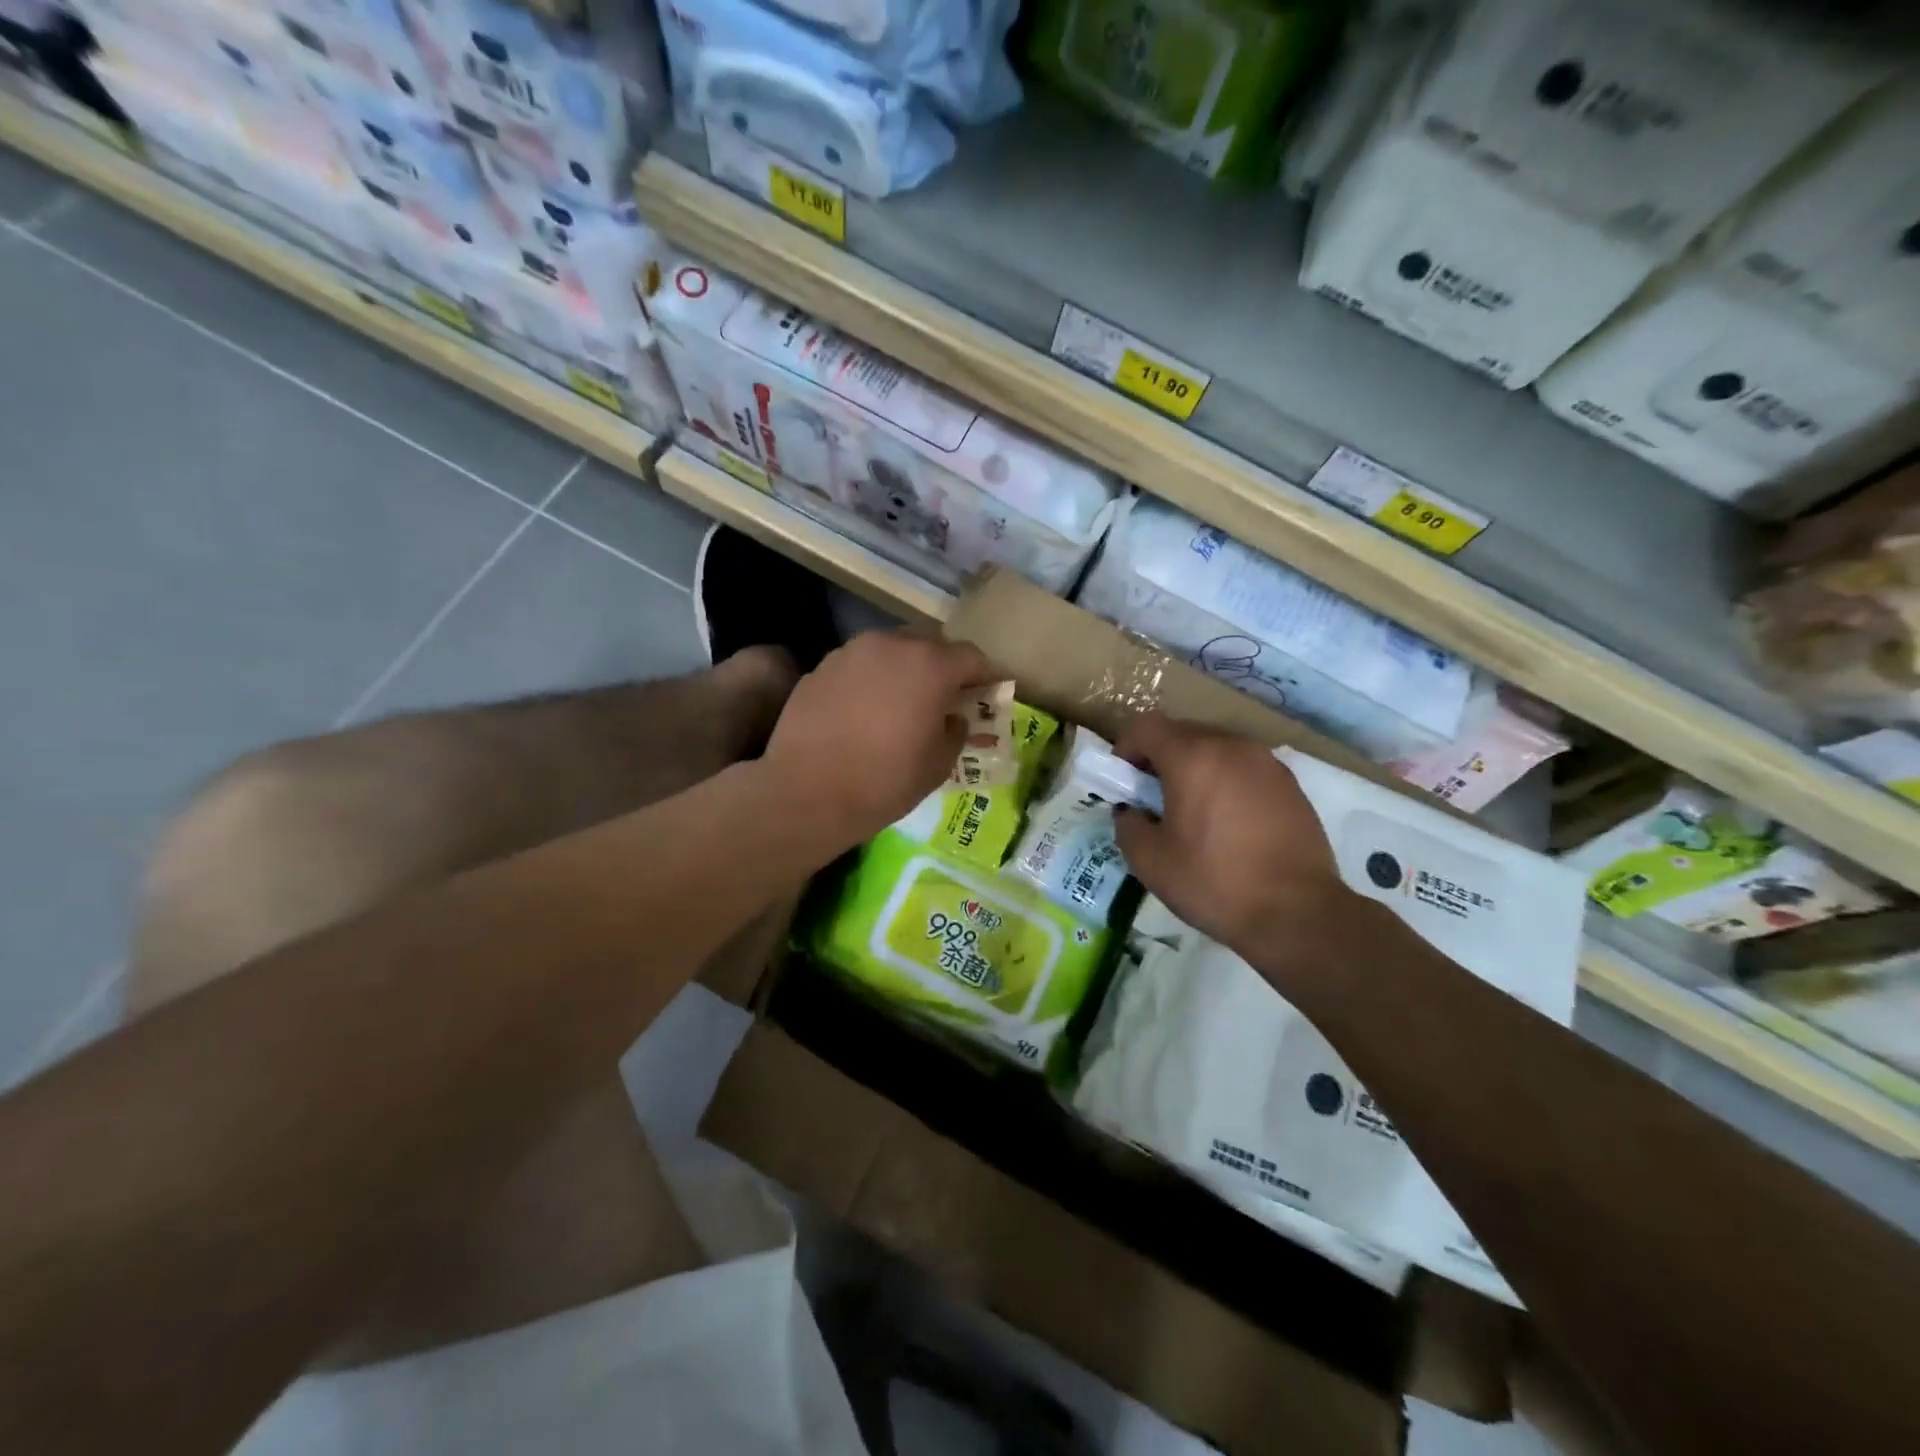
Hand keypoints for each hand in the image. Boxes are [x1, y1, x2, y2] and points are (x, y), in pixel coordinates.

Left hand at [764, 629, 995, 847]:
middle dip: (943, 664)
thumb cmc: (884, 782)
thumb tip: (953, 718)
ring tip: (902, 700)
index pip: (972, 657)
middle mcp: (892, 645)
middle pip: (930, 642)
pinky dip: (871, 679)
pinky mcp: (821, 667)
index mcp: (931, 666)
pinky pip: (859, 665)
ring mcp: (852, 652)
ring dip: (904, 667)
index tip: (986, 695)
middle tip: (944, 695)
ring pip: (891, 648)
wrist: (806, 792)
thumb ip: (955, 732)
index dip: (984, 676)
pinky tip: (865, 710)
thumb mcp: (938, 765)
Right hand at [1113, 714, 1359, 967]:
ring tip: (1192, 810)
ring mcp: (1266, 763)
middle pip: (1183, 732)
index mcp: (1193, 758)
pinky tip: (1228, 822)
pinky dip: (1227, 782)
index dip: (1126, 747)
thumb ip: (1127, 825)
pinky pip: (1245, 768)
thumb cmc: (1214, 882)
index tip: (1124, 780)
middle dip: (1160, 757)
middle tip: (1153, 797)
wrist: (1297, 913)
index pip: (1146, 726)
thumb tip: (1130, 811)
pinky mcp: (1290, 785)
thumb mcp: (1150, 861)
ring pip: (1217, 748)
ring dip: (1196, 768)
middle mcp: (1231, 747)